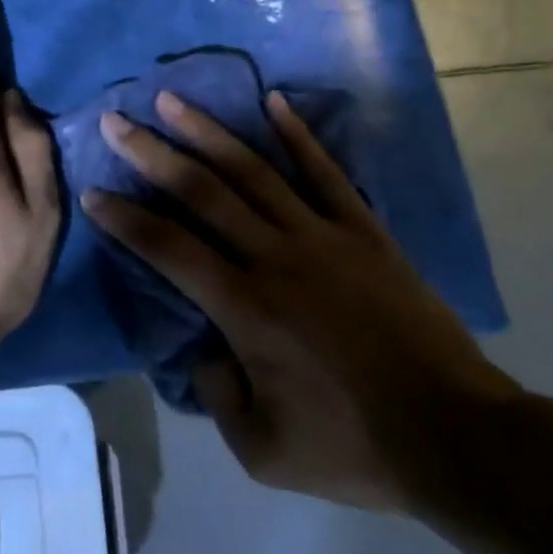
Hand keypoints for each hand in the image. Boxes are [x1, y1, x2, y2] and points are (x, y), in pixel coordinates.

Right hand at [82, 91, 518, 511]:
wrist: (459, 437)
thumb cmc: (356, 446)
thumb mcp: (264, 453)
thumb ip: (217, 395)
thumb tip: (202, 348)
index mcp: (245, 306)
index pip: (168, 247)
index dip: (125, 218)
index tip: (94, 192)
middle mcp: (274, 255)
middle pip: (201, 191)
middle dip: (151, 153)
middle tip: (115, 120)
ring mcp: (321, 234)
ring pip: (253, 170)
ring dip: (207, 131)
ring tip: (172, 100)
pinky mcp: (363, 229)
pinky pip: (325, 172)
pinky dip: (297, 135)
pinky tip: (273, 101)